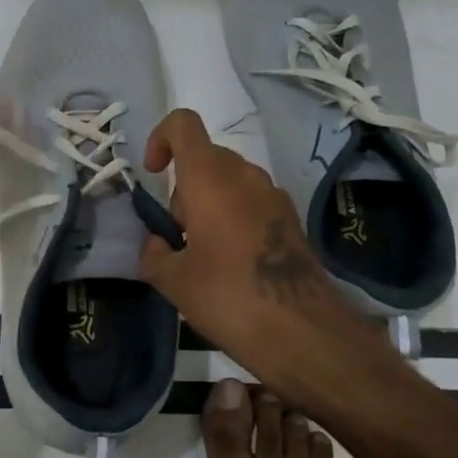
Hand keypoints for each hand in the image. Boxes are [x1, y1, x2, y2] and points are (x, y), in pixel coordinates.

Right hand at [138, 109, 356, 371]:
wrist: (303, 332)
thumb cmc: (229, 297)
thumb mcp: (173, 281)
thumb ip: (154, 253)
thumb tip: (158, 244)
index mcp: (210, 178)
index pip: (183, 125)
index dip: (160, 139)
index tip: (154, 175)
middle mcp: (245, 175)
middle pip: (205, 158)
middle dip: (184, 189)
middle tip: (179, 237)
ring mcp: (274, 195)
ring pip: (229, 181)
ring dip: (209, 205)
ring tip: (205, 256)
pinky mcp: (291, 219)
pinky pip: (252, 201)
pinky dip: (234, 218)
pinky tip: (234, 264)